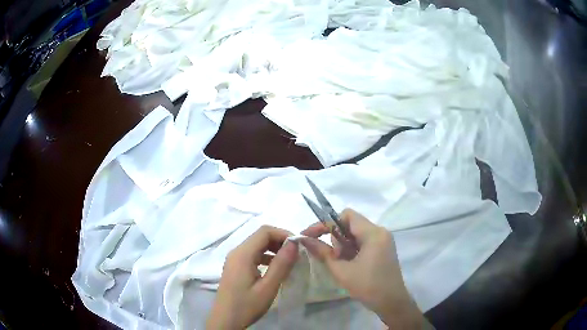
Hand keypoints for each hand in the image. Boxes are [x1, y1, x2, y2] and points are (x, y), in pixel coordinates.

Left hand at [206, 225, 297, 328]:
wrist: (225, 321)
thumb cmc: (246, 306)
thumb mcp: (268, 287)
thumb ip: (281, 265)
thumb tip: (294, 243)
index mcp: (242, 254)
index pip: (264, 231)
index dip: (283, 234)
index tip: (299, 245)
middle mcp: (236, 252)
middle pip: (260, 237)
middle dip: (280, 241)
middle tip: (297, 253)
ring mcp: (234, 260)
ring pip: (257, 245)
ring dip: (274, 249)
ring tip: (289, 261)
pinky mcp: (235, 268)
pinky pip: (252, 255)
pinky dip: (266, 257)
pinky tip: (275, 269)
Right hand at [301, 209, 423, 328]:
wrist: (391, 302)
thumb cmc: (367, 286)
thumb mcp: (341, 270)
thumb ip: (323, 252)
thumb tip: (304, 239)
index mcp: (373, 233)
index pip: (346, 215)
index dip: (326, 223)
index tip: (310, 236)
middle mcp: (380, 231)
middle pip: (351, 224)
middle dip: (337, 239)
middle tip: (334, 258)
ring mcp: (383, 240)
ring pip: (356, 234)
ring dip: (344, 246)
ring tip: (342, 264)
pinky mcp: (383, 248)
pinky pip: (363, 242)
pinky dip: (352, 250)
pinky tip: (350, 264)